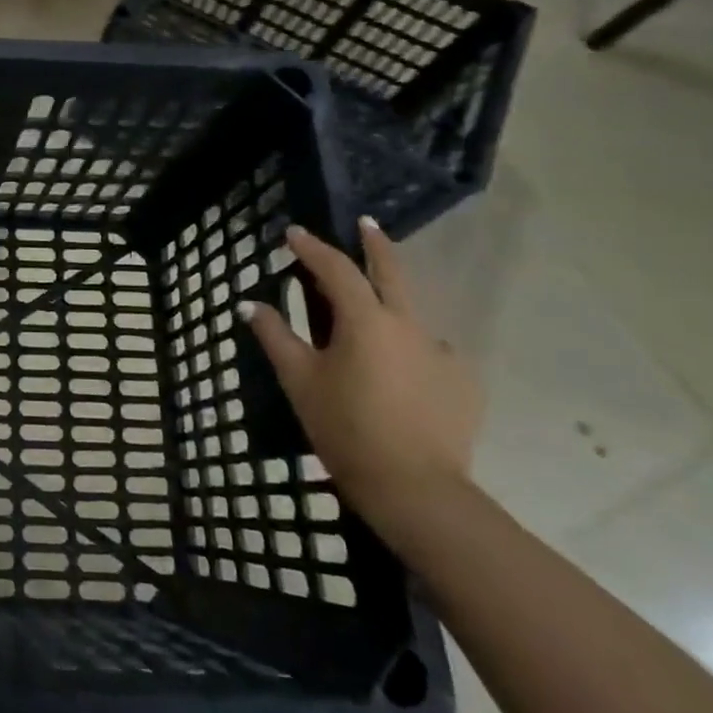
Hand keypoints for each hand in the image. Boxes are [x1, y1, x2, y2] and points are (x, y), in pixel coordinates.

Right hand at [240, 219, 483, 530]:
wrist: (414, 488)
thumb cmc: (345, 428)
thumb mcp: (299, 381)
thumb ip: (275, 336)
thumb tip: (249, 305)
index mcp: (365, 321)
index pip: (335, 269)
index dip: (312, 248)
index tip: (293, 233)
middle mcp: (408, 325)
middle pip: (392, 272)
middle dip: (376, 244)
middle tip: (366, 224)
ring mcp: (442, 353)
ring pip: (413, 315)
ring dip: (392, 304)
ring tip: (374, 321)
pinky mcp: (463, 382)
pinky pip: (432, 352)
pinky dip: (411, 349)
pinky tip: (402, 373)